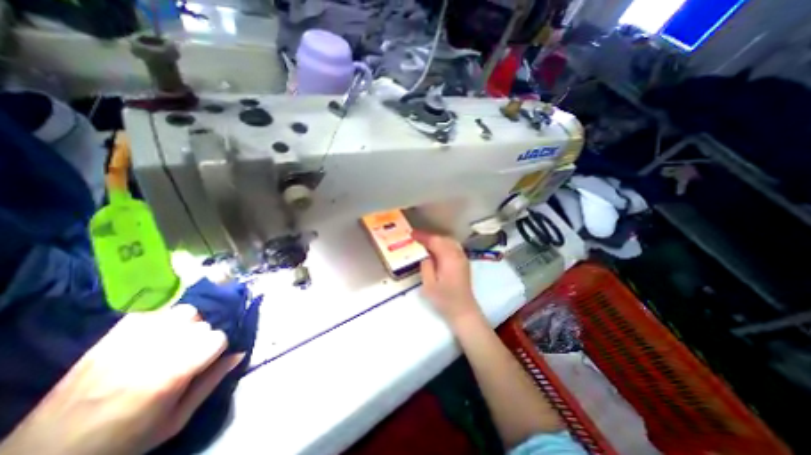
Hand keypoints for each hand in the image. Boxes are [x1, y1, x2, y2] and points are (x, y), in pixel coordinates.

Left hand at [0, 305, 243, 454]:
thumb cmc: (124, 440)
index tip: (205, 361)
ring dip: (186, 323)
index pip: (218, 338)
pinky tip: (157, 330)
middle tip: (187, 354)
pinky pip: (153, 309)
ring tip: (173, 340)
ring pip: (184, 311)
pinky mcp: (112, 336)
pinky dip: (163, 315)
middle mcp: (157, 350)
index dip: (217, 348)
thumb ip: (212, 382)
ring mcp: (132, 340)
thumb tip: (239, 353)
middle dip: (201, 337)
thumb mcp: (176, 419)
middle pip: (202, 323)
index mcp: (173, 373)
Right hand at [412, 231, 479, 326]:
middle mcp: (457, 254)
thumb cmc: (444, 299)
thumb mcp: (429, 285)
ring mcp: (462, 258)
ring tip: (425, 242)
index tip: (411, 233)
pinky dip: (443, 244)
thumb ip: (426, 266)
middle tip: (416, 237)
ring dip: (437, 239)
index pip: (434, 241)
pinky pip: (453, 246)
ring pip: (449, 241)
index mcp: (449, 258)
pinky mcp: (463, 262)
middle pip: (443, 238)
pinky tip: (436, 249)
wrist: (463, 310)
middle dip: (429, 236)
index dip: (423, 236)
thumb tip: (425, 255)